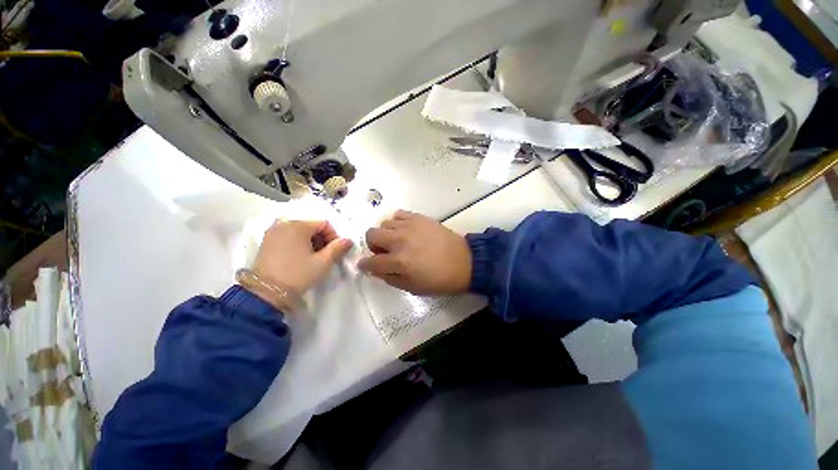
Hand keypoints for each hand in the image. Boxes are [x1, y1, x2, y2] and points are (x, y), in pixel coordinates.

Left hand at [251, 220, 352, 298]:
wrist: (266, 293)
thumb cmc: (298, 274)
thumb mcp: (323, 262)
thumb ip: (338, 248)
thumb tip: (348, 240)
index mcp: (298, 225)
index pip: (324, 224)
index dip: (334, 236)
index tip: (335, 251)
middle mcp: (284, 223)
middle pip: (311, 226)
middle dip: (322, 239)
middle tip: (325, 255)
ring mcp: (273, 232)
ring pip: (300, 231)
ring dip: (311, 241)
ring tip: (313, 257)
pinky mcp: (266, 241)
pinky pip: (288, 236)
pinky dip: (298, 243)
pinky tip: (299, 257)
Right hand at [358, 210, 470, 295]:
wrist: (464, 262)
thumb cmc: (439, 280)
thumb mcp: (413, 287)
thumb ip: (390, 278)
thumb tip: (375, 269)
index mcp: (399, 262)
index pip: (371, 261)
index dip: (365, 264)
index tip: (366, 265)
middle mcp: (400, 241)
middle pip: (371, 234)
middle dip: (373, 245)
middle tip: (384, 252)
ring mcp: (409, 226)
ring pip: (384, 223)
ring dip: (386, 234)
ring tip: (398, 241)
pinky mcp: (419, 217)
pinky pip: (398, 214)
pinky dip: (397, 222)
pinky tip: (405, 230)